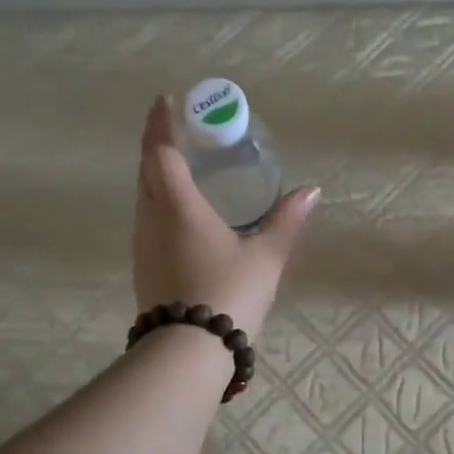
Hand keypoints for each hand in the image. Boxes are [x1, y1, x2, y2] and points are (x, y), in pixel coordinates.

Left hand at [132, 94, 317, 341]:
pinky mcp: (142, 267)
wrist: (188, 353)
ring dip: (154, 172)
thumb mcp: (266, 257)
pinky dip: (157, 199)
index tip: (166, 100)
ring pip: (143, 195)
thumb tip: (311, 191)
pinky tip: (177, 210)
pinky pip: (146, 218)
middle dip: (156, 142)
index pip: (162, 152)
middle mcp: (153, 219)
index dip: (163, 124)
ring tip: (177, 163)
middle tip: (174, 126)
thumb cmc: (229, 295)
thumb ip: (286, 221)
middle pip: (146, 169)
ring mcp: (143, 244)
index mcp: (179, 207)